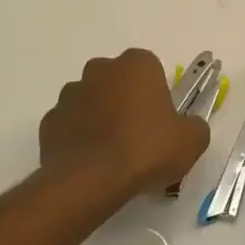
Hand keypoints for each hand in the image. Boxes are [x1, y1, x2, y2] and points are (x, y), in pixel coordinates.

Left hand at [39, 49, 210, 196]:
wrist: (92, 180)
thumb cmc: (146, 150)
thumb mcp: (191, 141)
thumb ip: (194, 126)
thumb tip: (187, 127)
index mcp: (136, 65)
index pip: (151, 70)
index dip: (157, 96)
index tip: (162, 122)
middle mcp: (99, 69)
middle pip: (118, 81)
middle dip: (126, 101)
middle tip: (139, 136)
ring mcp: (70, 93)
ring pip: (91, 101)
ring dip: (100, 118)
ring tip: (113, 154)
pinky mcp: (50, 120)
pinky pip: (70, 125)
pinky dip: (79, 138)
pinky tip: (91, 162)